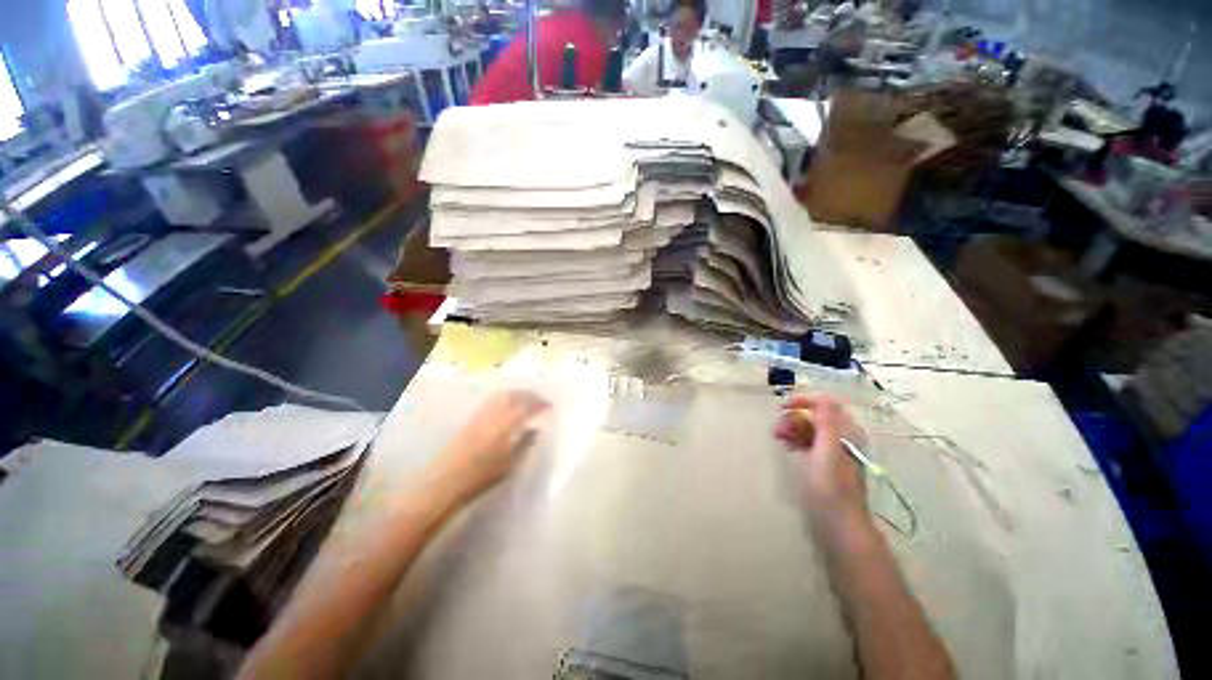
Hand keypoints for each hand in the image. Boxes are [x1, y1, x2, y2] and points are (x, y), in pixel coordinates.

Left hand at [430, 390, 549, 501]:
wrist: (445, 482)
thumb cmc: (481, 477)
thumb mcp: (510, 464)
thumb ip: (524, 443)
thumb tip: (536, 430)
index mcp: (506, 424)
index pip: (527, 405)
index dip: (540, 403)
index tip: (550, 406)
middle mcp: (494, 413)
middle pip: (515, 394)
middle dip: (530, 394)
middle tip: (540, 400)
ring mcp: (481, 413)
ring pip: (502, 394)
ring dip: (517, 394)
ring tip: (527, 401)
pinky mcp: (472, 418)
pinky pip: (493, 400)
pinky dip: (505, 398)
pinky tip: (509, 407)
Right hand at [774, 394, 866, 517]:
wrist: (837, 521)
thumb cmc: (830, 485)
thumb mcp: (827, 450)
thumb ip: (826, 421)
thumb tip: (822, 396)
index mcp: (846, 431)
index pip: (825, 403)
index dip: (803, 401)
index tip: (781, 407)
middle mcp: (840, 436)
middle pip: (814, 414)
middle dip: (793, 417)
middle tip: (776, 430)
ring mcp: (832, 449)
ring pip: (808, 427)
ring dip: (791, 427)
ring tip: (777, 437)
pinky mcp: (823, 460)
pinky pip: (807, 440)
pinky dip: (795, 438)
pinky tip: (786, 445)